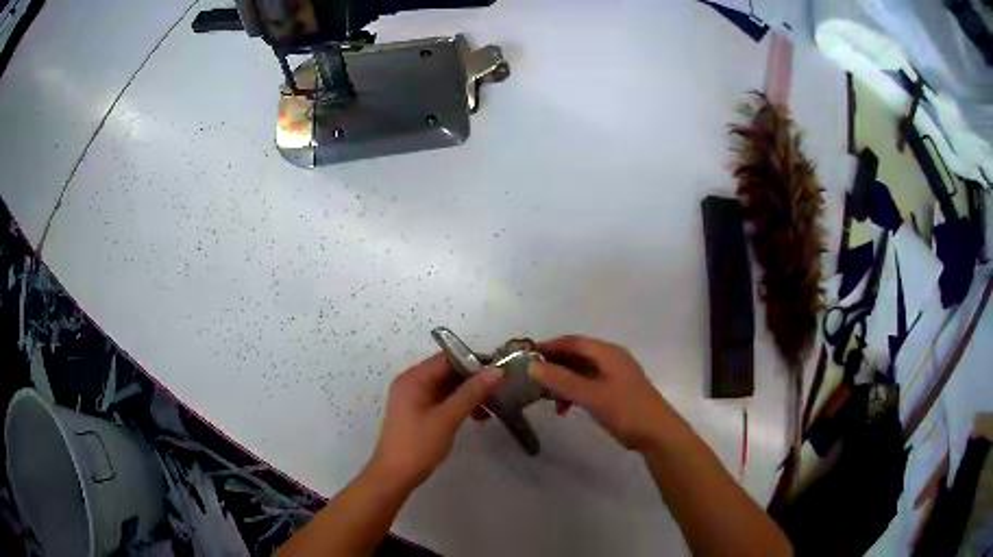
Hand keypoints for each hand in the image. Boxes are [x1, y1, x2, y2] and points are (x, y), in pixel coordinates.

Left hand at [368, 354, 504, 492]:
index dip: (473, 361)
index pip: (447, 358)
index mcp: (414, 378)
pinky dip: (458, 405)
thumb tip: (496, 371)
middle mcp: (412, 383)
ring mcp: (413, 398)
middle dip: (473, 380)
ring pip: (446, 387)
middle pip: (447, 372)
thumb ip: (471, 393)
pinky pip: (442, 400)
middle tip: (499, 391)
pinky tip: (475, 417)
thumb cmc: (418, 445)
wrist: (395, 476)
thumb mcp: (447, 418)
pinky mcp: (417, 413)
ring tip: (491, 408)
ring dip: (468, 395)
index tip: (499, 371)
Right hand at [531, 336, 678, 452]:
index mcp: (607, 353)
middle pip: (576, 355)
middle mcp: (611, 358)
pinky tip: (565, 409)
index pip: (572, 341)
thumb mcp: (590, 395)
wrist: (657, 433)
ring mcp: (615, 375)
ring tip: (547, 399)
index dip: (549, 347)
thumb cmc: (625, 410)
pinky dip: (574, 392)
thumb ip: (561, 380)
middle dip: (554, 366)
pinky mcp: (616, 391)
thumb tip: (532, 365)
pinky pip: (588, 384)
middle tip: (531, 379)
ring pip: (581, 371)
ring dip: (563, 382)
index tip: (525, 357)